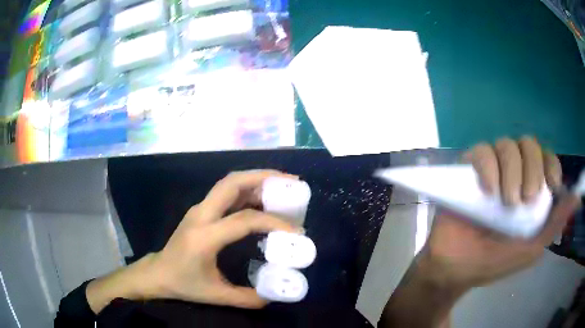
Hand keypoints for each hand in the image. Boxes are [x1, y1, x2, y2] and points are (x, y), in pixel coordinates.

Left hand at [86, 170, 300, 312]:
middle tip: (290, 182)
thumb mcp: (215, 295)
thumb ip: (246, 298)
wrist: (158, 273)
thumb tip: (274, 296)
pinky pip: (225, 193)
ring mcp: (199, 209)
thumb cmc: (183, 283)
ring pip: (228, 183)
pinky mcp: (200, 210)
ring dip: (255, 179)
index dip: (272, 221)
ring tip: (282, 185)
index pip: (243, 220)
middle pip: (232, 183)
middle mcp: (200, 215)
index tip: (295, 230)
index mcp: (204, 237)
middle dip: (263, 177)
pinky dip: (247, 189)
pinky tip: (262, 198)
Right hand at [380, 137, 580, 327]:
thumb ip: (554, 225)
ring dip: (511, 170)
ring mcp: (490, 169)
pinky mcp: (468, 170)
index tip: (551, 187)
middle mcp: (513, 173)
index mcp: (529, 189)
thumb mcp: (530, 249)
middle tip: (525, 201)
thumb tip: (577, 199)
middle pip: (528, 144)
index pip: (546, 158)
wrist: (454, 268)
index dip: (551, 164)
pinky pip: (480, 151)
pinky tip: (488, 189)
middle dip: (532, 169)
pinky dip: (487, 165)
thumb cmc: (493, 261)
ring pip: (506, 144)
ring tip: (505, 201)